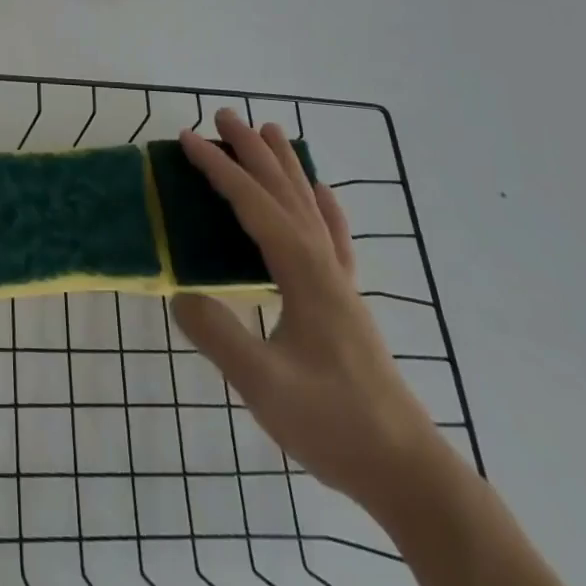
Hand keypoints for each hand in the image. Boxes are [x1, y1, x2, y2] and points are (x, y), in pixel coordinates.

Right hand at [171, 113, 442, 512]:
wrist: (406, 470)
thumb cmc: (334, 424)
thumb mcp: (264, 385)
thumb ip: (219, 336)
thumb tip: (180, 295)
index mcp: (301, 271)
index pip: (253, 204)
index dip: (218, 169)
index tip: (187, 139)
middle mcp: (321, 263)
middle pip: (283, 191)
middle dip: (251, 150)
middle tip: (224, 115)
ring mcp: (338, 280)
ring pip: (308, 205)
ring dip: (285, 165)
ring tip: (270, 132)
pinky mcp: (346, 301)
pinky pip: (333, 236)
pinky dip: (325, 207)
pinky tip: (323, 194)